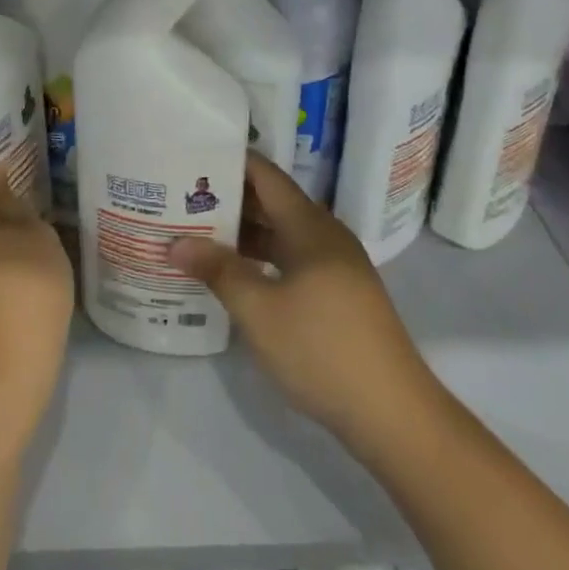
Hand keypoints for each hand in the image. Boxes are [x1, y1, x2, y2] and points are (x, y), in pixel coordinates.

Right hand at [167, 154, 438, 452]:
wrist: (393, 412)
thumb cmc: (321, 349)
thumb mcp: (259, 310)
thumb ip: (218, 271)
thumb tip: (176, 243)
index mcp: (310, 226)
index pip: (265, 175)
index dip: (231, 162)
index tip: (191, 157)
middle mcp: (325, 235)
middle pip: (272, 203)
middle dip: (228, 200)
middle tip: (180, 199)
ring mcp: (335, 265)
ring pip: (281, 234)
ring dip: (243, 234)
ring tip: (196, 234)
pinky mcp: (338, 293)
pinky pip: (292, 259)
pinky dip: (261, 259)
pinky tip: (233, 275)